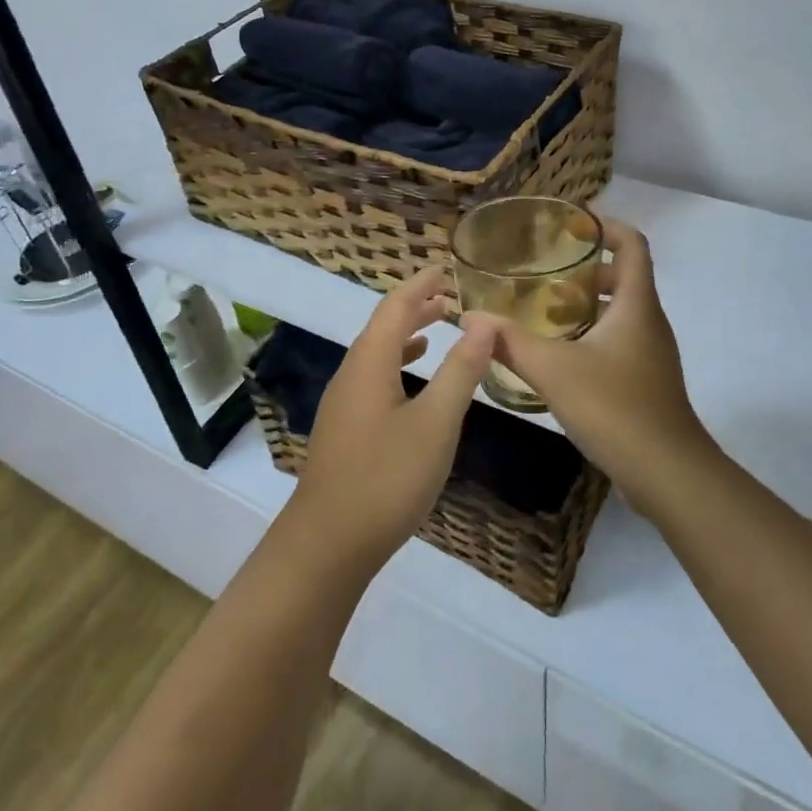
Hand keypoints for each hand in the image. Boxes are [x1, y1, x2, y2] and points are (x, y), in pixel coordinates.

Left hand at [289, 267, 495, 569]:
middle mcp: (351, 373)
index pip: (396, 306)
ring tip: (437, 326)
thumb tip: (483, 322)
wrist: (328, 542)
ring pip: (377, 353)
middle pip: (383, 326)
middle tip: (449, 295)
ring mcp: (343, 402)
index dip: (421, 284)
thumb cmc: (387, 477)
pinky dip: (397, 364)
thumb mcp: (435, 423)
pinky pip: (373, 377)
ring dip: (406, 334)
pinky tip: (412, 382)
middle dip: (415, 306)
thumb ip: (460, 370)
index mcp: (370, 362)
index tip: (446, 268)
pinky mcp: (344, 428)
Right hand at [471, 220, 717, 512]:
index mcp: (636, 305)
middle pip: (624, 277)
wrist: (667, 472)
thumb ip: (509, 342)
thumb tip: (469, 318)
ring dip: (586, 304)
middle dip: (586, 270)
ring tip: (542, 311)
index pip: (632, 244)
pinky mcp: (646, 381)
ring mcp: (651, 354)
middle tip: (544, 273)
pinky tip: (558, 356)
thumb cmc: (615, 407)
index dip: (605, 226)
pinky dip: (590, 334)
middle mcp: (649, 322)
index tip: (570, 226)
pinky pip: (619, 340)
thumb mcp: (553, 369)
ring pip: (620, 312)